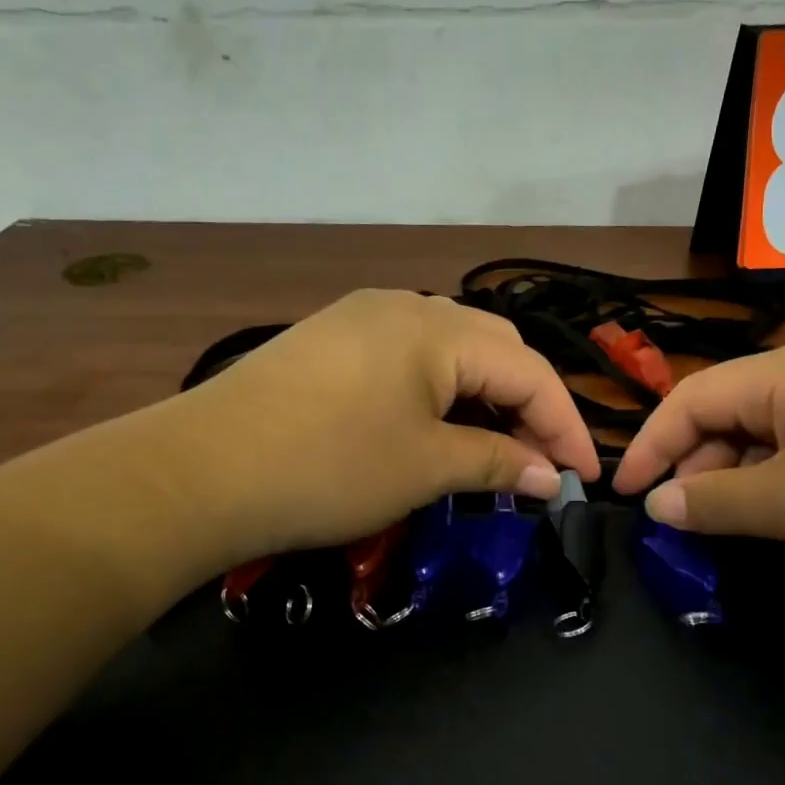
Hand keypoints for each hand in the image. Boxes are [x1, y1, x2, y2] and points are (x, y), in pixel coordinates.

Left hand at [178, 290, 598, 561]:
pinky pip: (410, 360)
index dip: (566, 426)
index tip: (586, 477)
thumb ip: (498, 463)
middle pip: (495, 352)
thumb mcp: (424, 468)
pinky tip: (438, 429)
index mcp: (436, 328)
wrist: (199, 472)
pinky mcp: (331, 343)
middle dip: (528, 407)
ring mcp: (362, 319)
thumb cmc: (327, 467)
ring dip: (485, 400)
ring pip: (452, 353)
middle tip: (540, 465)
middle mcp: (404, 306)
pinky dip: (441, 395)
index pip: (528, 371)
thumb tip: (552, 478)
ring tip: (495, 451)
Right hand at [612, 335, 784, 585]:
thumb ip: (718, 502)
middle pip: (734, 411)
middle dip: (700, 466)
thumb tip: (658, 503)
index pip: (691, 397)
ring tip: (748, 526)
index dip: (650, 445)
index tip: (627, 496)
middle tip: (692, 525)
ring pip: (779, 431)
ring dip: (748, 476)